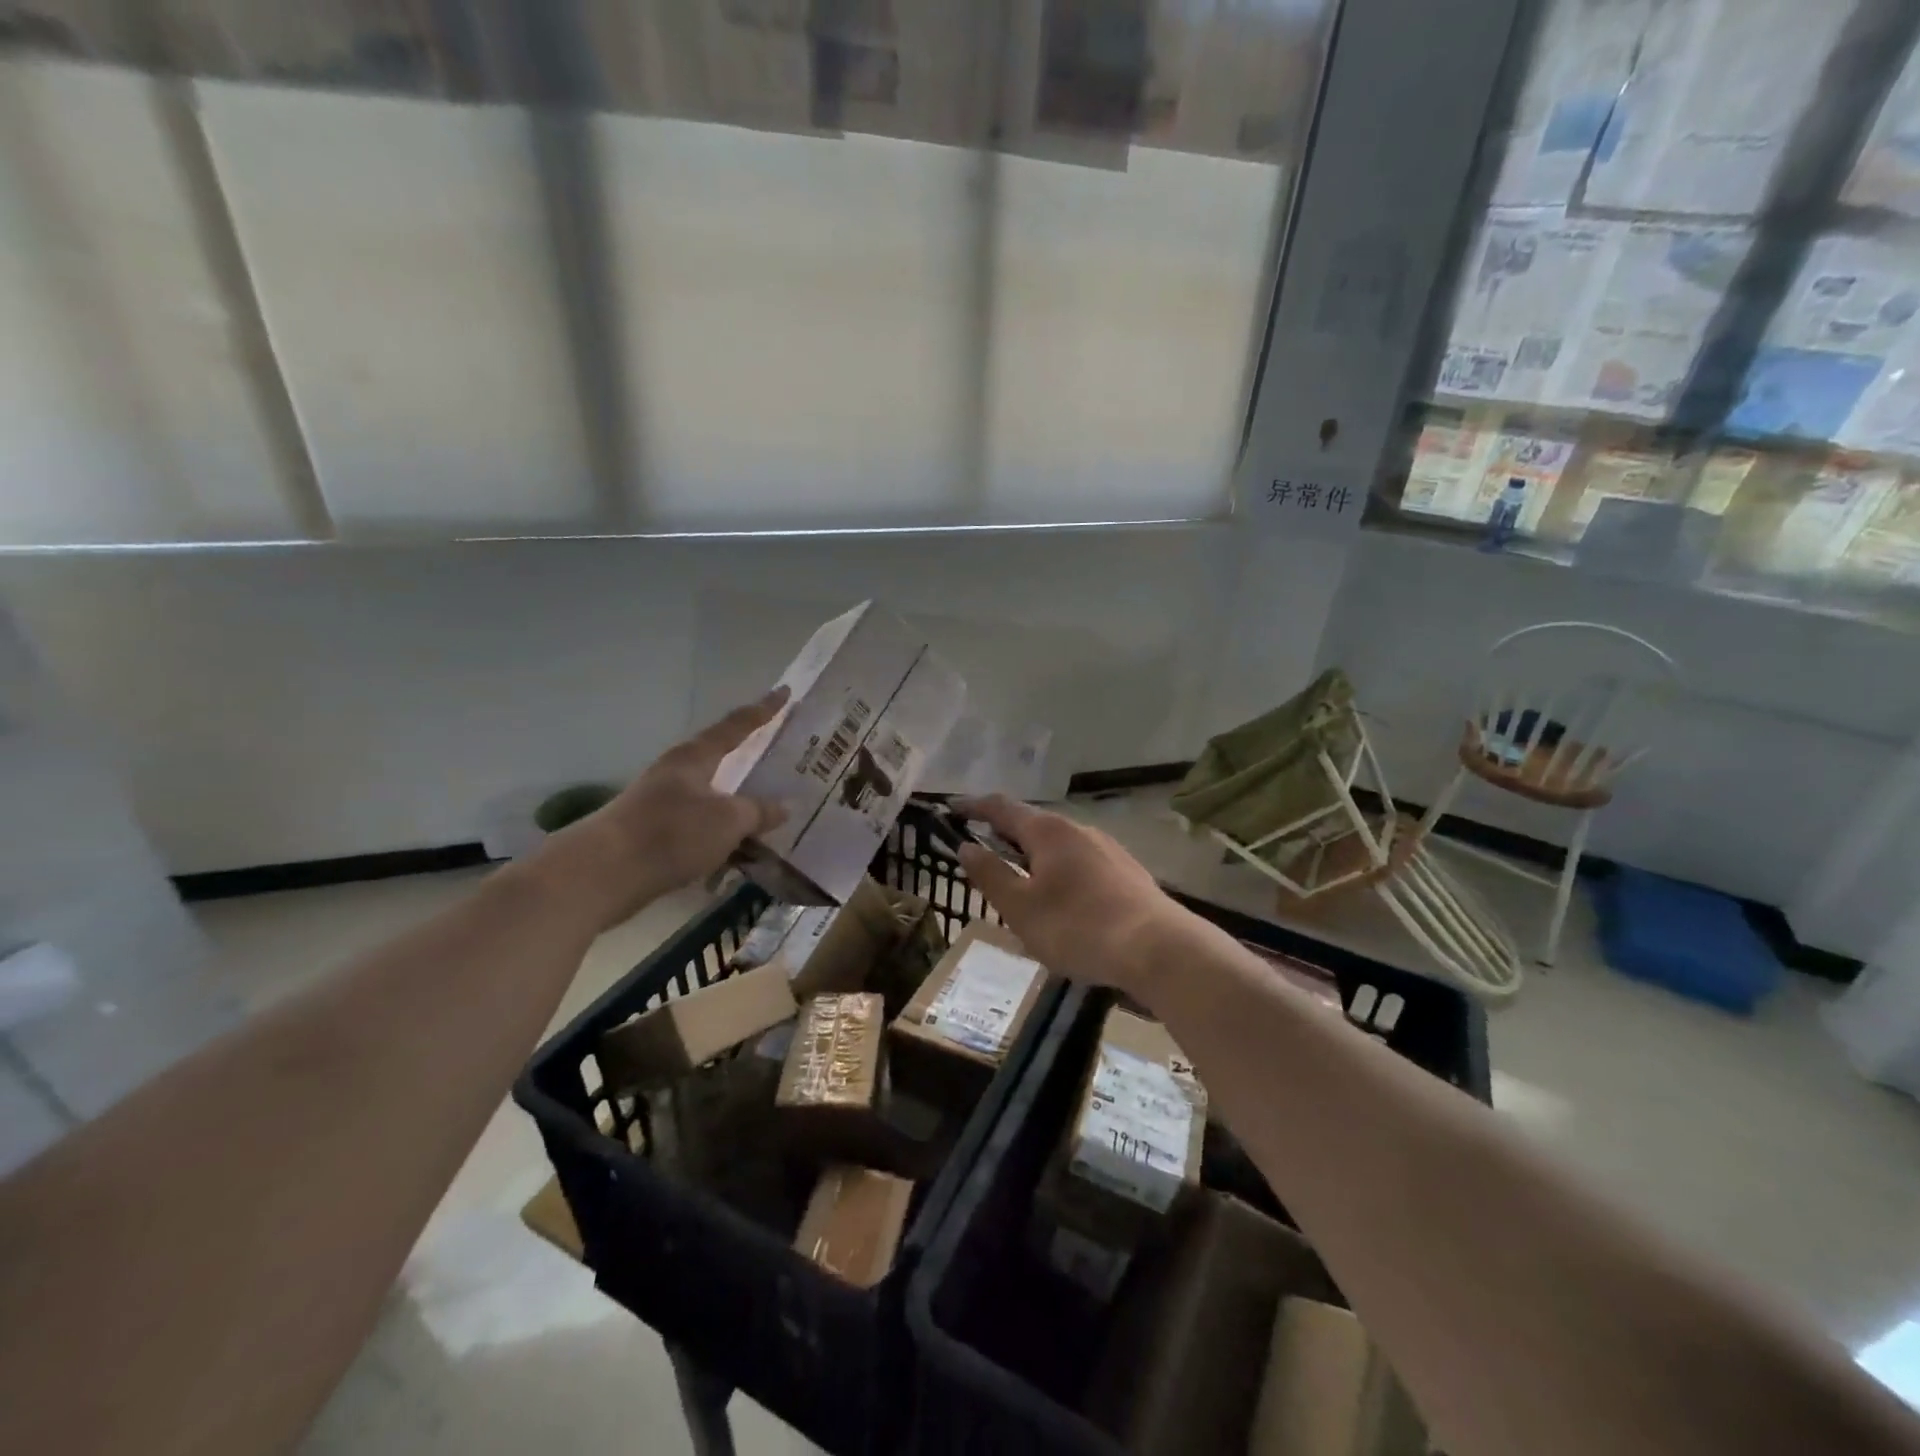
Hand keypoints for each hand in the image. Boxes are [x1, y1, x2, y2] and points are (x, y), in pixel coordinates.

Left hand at [538, 689, 790, 928]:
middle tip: (784, 754)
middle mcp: (677, 773)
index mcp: (694, 757)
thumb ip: (759, 811)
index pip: (737, 725)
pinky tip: (741, 848)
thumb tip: (785, 807)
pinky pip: (702, 825)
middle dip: (751, 757)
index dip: (764, 710)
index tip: (785, 692)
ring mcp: (663, 803)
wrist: (602, 874)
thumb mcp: (727, 821)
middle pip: (722, 758)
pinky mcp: (655, 834)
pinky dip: (724, 832)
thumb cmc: (670, 833)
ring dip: (739, 802)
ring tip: (771, 809)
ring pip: (713, 796)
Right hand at [954, 794, 1194, 1001]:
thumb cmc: (1077, 927)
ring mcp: (1107, 848)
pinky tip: (1062, 898)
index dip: (973, 806)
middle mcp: (1078, 829)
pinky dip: (1059, 870)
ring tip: (1020, 880)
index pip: (1001, 807)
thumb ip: (990, 874)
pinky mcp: (1127, 871)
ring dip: (1033, 855)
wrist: (1157, 949)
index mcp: (1047, 831)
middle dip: (1004, 834)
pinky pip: (1081, 861)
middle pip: (1032, 823)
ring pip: (1059, 844)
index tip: (951, 808)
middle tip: (982, 852)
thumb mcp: (1020, 907)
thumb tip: (966, 846)